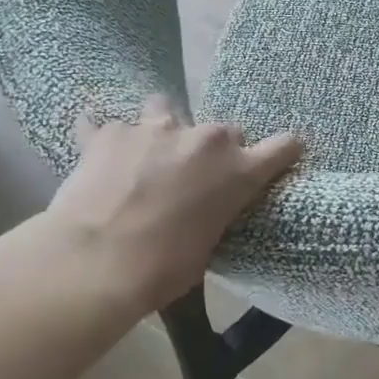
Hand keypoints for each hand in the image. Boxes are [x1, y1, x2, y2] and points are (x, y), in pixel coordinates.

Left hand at [39, 97, 301, 313]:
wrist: (95, 263)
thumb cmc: (162, 269)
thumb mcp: (207, 246)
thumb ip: (214, 214)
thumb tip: (201, 212)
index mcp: (238, 172)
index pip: (283, 146)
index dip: (284, 151)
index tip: (282, 156)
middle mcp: (204, 140)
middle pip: (224, 132)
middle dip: (212, 151)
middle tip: (192, 177)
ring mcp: (155, 129)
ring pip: (165, 108)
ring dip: (162, 128)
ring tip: (145, 153)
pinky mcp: (110, 133)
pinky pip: (105, 125)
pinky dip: (104, 140)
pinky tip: (94, 155)